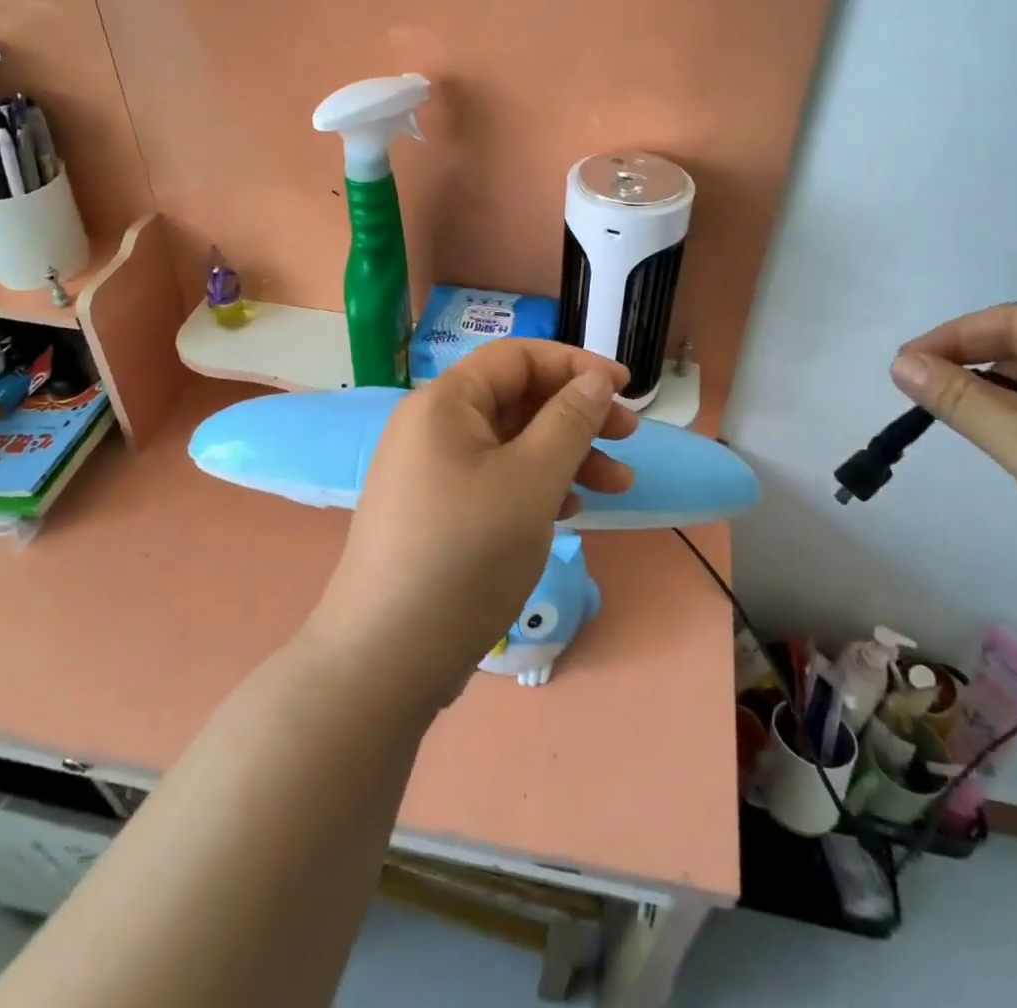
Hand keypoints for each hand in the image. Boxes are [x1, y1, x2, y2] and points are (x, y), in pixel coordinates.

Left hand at [306, 341, 635, 710]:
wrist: (387, 659)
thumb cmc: (465, 554)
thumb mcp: (531, 481)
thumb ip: (569, 421)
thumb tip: (594, 379)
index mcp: (445, 403)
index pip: (517, 357)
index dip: (575, 365)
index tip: (625, 388)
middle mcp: (433, 427)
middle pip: (517, 399)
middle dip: (577, 415)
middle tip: (628, 438)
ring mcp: (432, 472)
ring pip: (512, 444)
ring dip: (566, 456)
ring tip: (617, 485)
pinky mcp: (438, 512)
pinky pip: (496, 480)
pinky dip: (537, 486)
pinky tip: (571, 512)